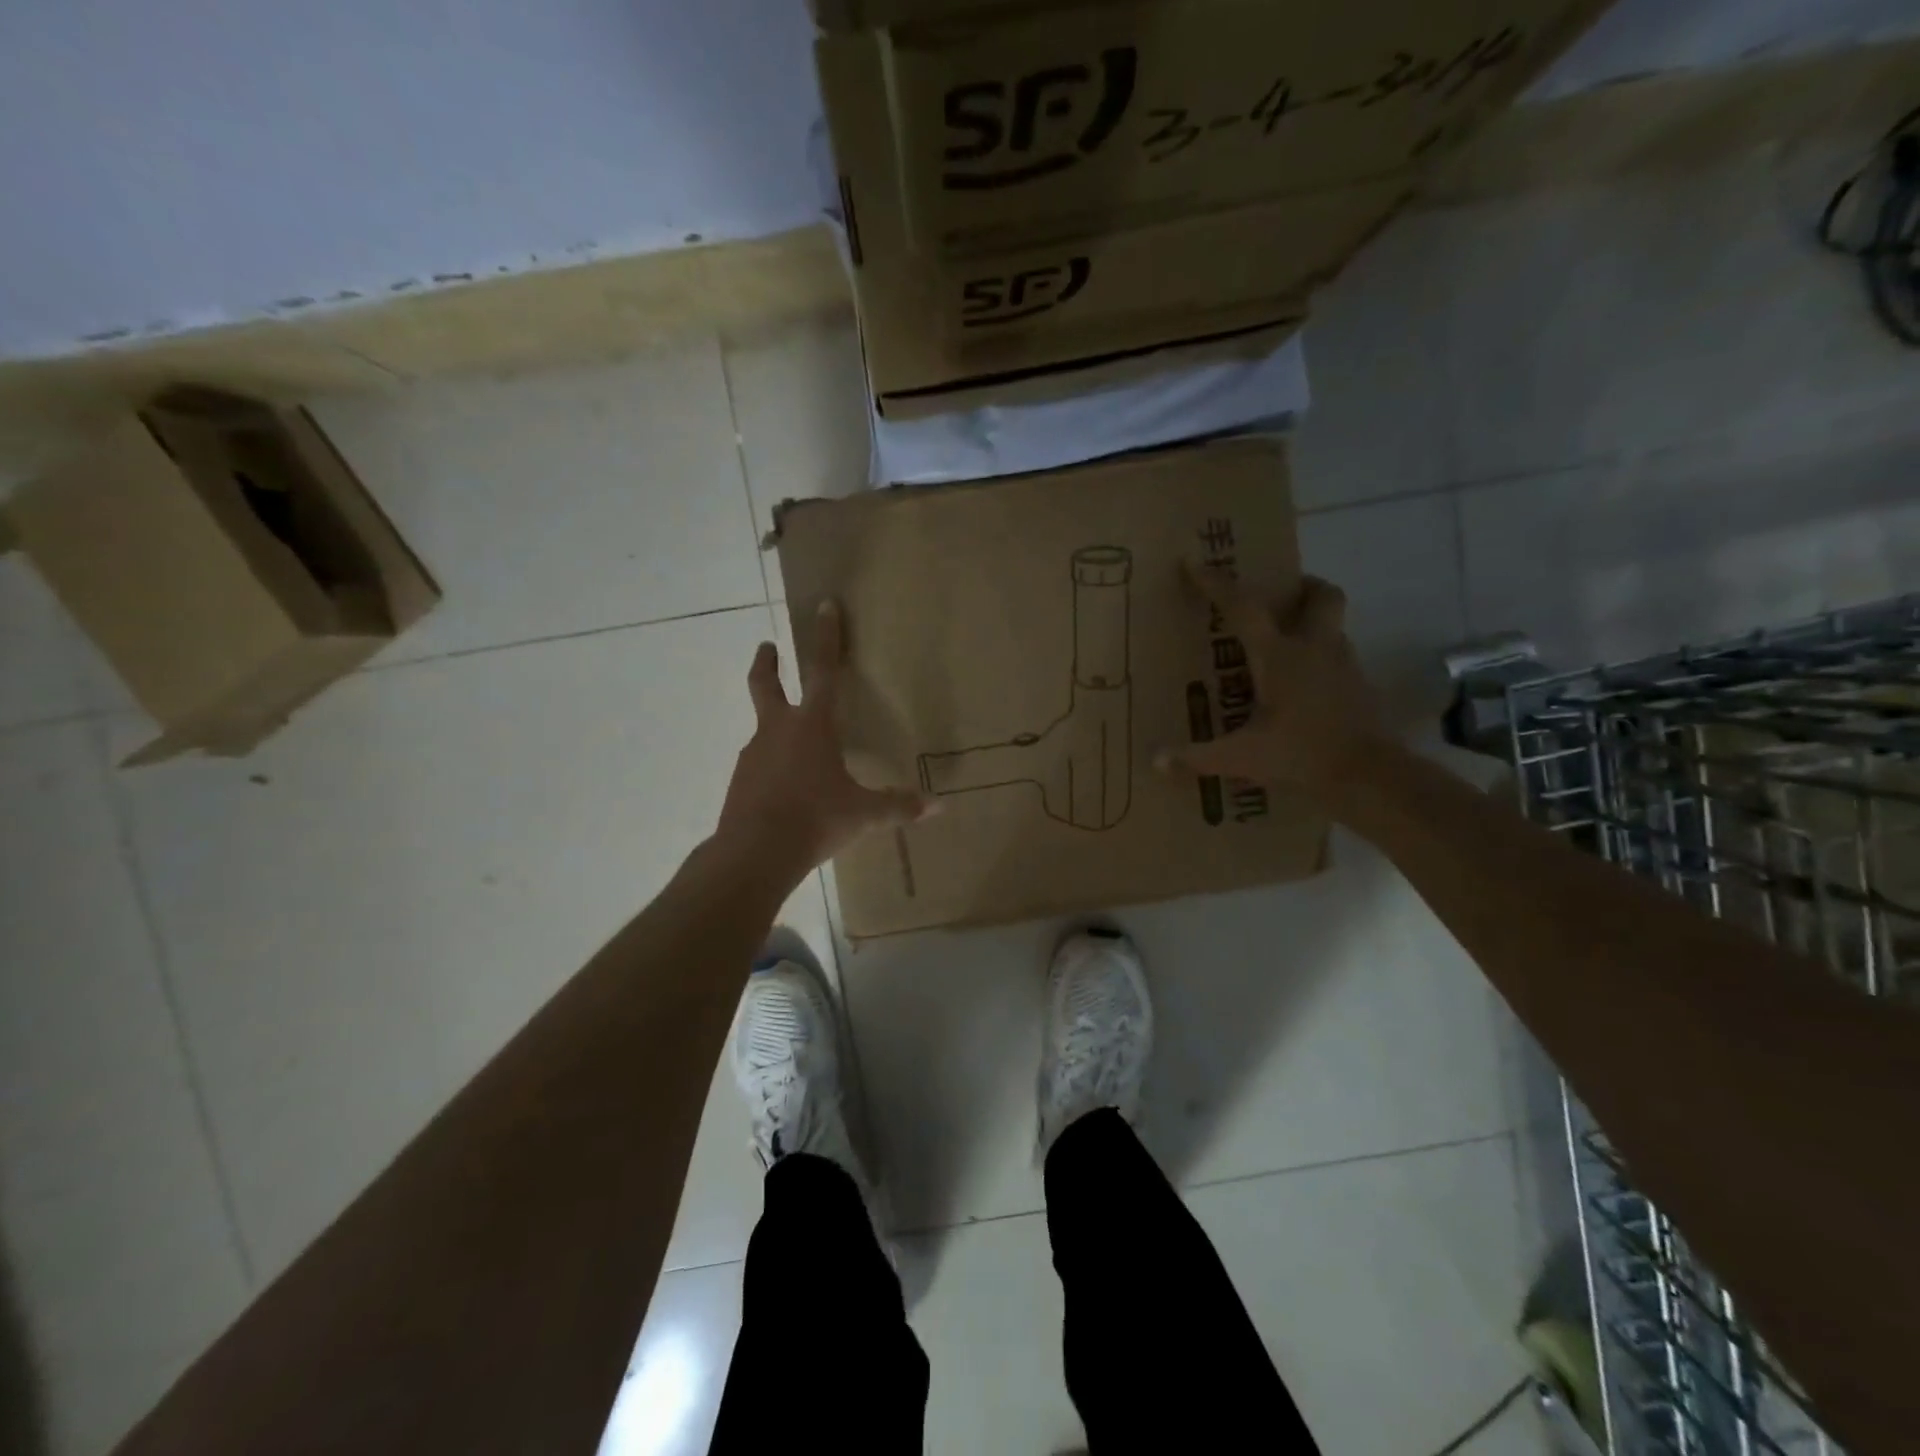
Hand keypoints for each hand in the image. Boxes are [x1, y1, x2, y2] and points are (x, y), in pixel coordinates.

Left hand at [714, 600, 934, 880]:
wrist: (754, 853)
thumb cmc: (815, 820)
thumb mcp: (864, 815)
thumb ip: (899, 806)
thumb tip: (940, 806)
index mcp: (812, 727)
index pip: (823, 672)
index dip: (826, 638)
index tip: (823, 607)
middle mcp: (778, 731)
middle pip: (766, 685)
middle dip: (767, 663)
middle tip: (766, 647)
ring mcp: (753, 754)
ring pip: (764, 729)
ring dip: (774, 724)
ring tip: (794, 747)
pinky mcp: (740, 780)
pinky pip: (760, 763)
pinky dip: (771, 764)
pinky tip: (783, 787)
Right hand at [1154, 566, 1386, 794]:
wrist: (1370, 777)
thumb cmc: (1301, 755)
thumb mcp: (1241, 758)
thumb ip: (1195, 758)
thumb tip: (1153, 760)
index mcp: (1279, 655)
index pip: (1244, 606)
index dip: (1217, 583)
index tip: (1194, 564)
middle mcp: (1315, 648)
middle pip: (1321, 595)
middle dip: (1301, 586)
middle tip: (1277, 597)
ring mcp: (1345, 666)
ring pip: (1332, 626)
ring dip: (1311, 625)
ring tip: (1283, 646)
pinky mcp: (1361, 688)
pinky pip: (1338, 659)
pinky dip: (1321, 662)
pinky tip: (1303, 689)